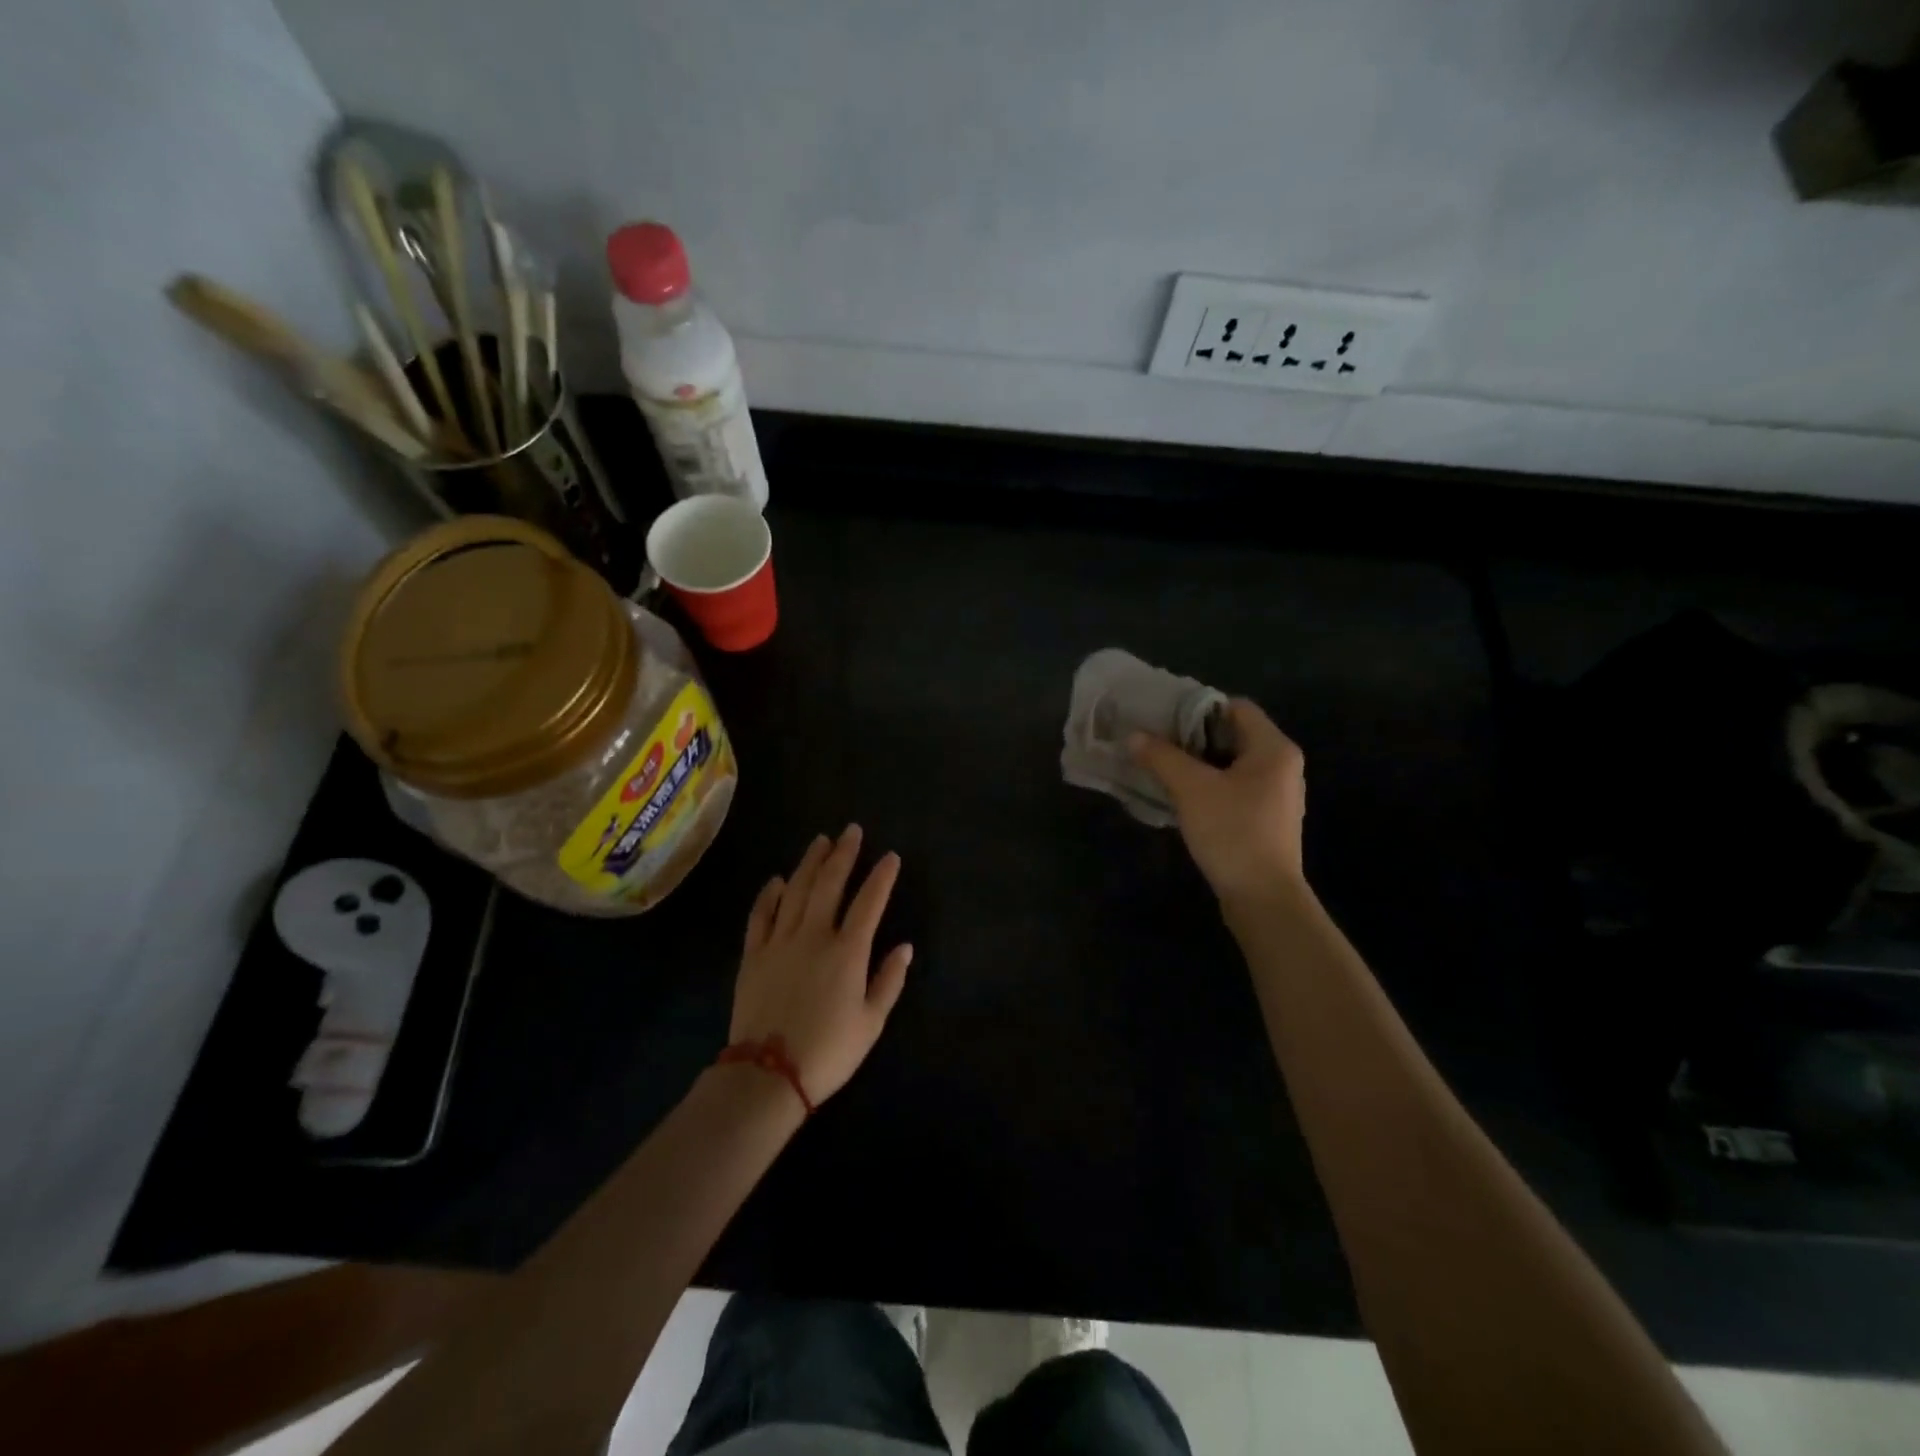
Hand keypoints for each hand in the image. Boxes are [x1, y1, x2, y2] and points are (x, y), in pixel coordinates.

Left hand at [729, 826, 912, 1104]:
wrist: (768, 1074)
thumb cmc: (829, 1051)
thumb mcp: (871, 1022)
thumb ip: (889, 980)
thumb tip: (904, 946)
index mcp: (847, 951)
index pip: (869, 902)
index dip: (881, 877)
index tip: (891, 856)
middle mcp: (814, 935)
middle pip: (829, 884)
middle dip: (843, 855)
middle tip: (852, 831)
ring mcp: (780, 941)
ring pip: (795, 891)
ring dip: (809, 863)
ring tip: (821, 842)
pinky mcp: (753, 954)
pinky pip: (761, 915)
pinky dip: (769, 894)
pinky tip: (777, 879)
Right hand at [1130, 699, 1306, 903]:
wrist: (1263, 898)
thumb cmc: (1232, 832)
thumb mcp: (1191, 789)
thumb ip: (1162, 757)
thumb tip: (1134, 736)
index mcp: (1274, 749)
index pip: (1236, 707)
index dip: (1199, 707)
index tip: (1165, 717)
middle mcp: (1283, 766)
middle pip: (1234, 735)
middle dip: (1194, 737)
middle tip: (1157, 741)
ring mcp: (1277, 795)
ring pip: (1233, 764)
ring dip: (1199, 763)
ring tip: (1164, 767)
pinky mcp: (1267, 820)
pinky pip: (1235, 789)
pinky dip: (1210, 786)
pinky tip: (1183, 798)